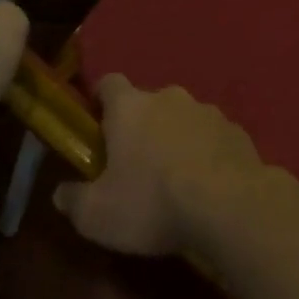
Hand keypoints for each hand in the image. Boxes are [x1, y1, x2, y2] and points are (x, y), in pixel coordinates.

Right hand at [52, 75, 271, 255]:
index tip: (97, 125)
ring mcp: (208, 111)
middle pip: (148, 102)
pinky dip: (208, 154)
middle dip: (141, 126)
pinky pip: (214, 138)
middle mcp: (169, 97)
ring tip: (176, 179)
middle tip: (136, 164)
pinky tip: (209, 186)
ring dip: (177, 139)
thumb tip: (61, 194)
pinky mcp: (238, 132)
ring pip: (184, 119)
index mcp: (130, 107)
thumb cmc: (152, 202)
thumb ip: (74, 201)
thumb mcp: (98, 215)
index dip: (101, 101)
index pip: (109, 83)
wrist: (230, 206)